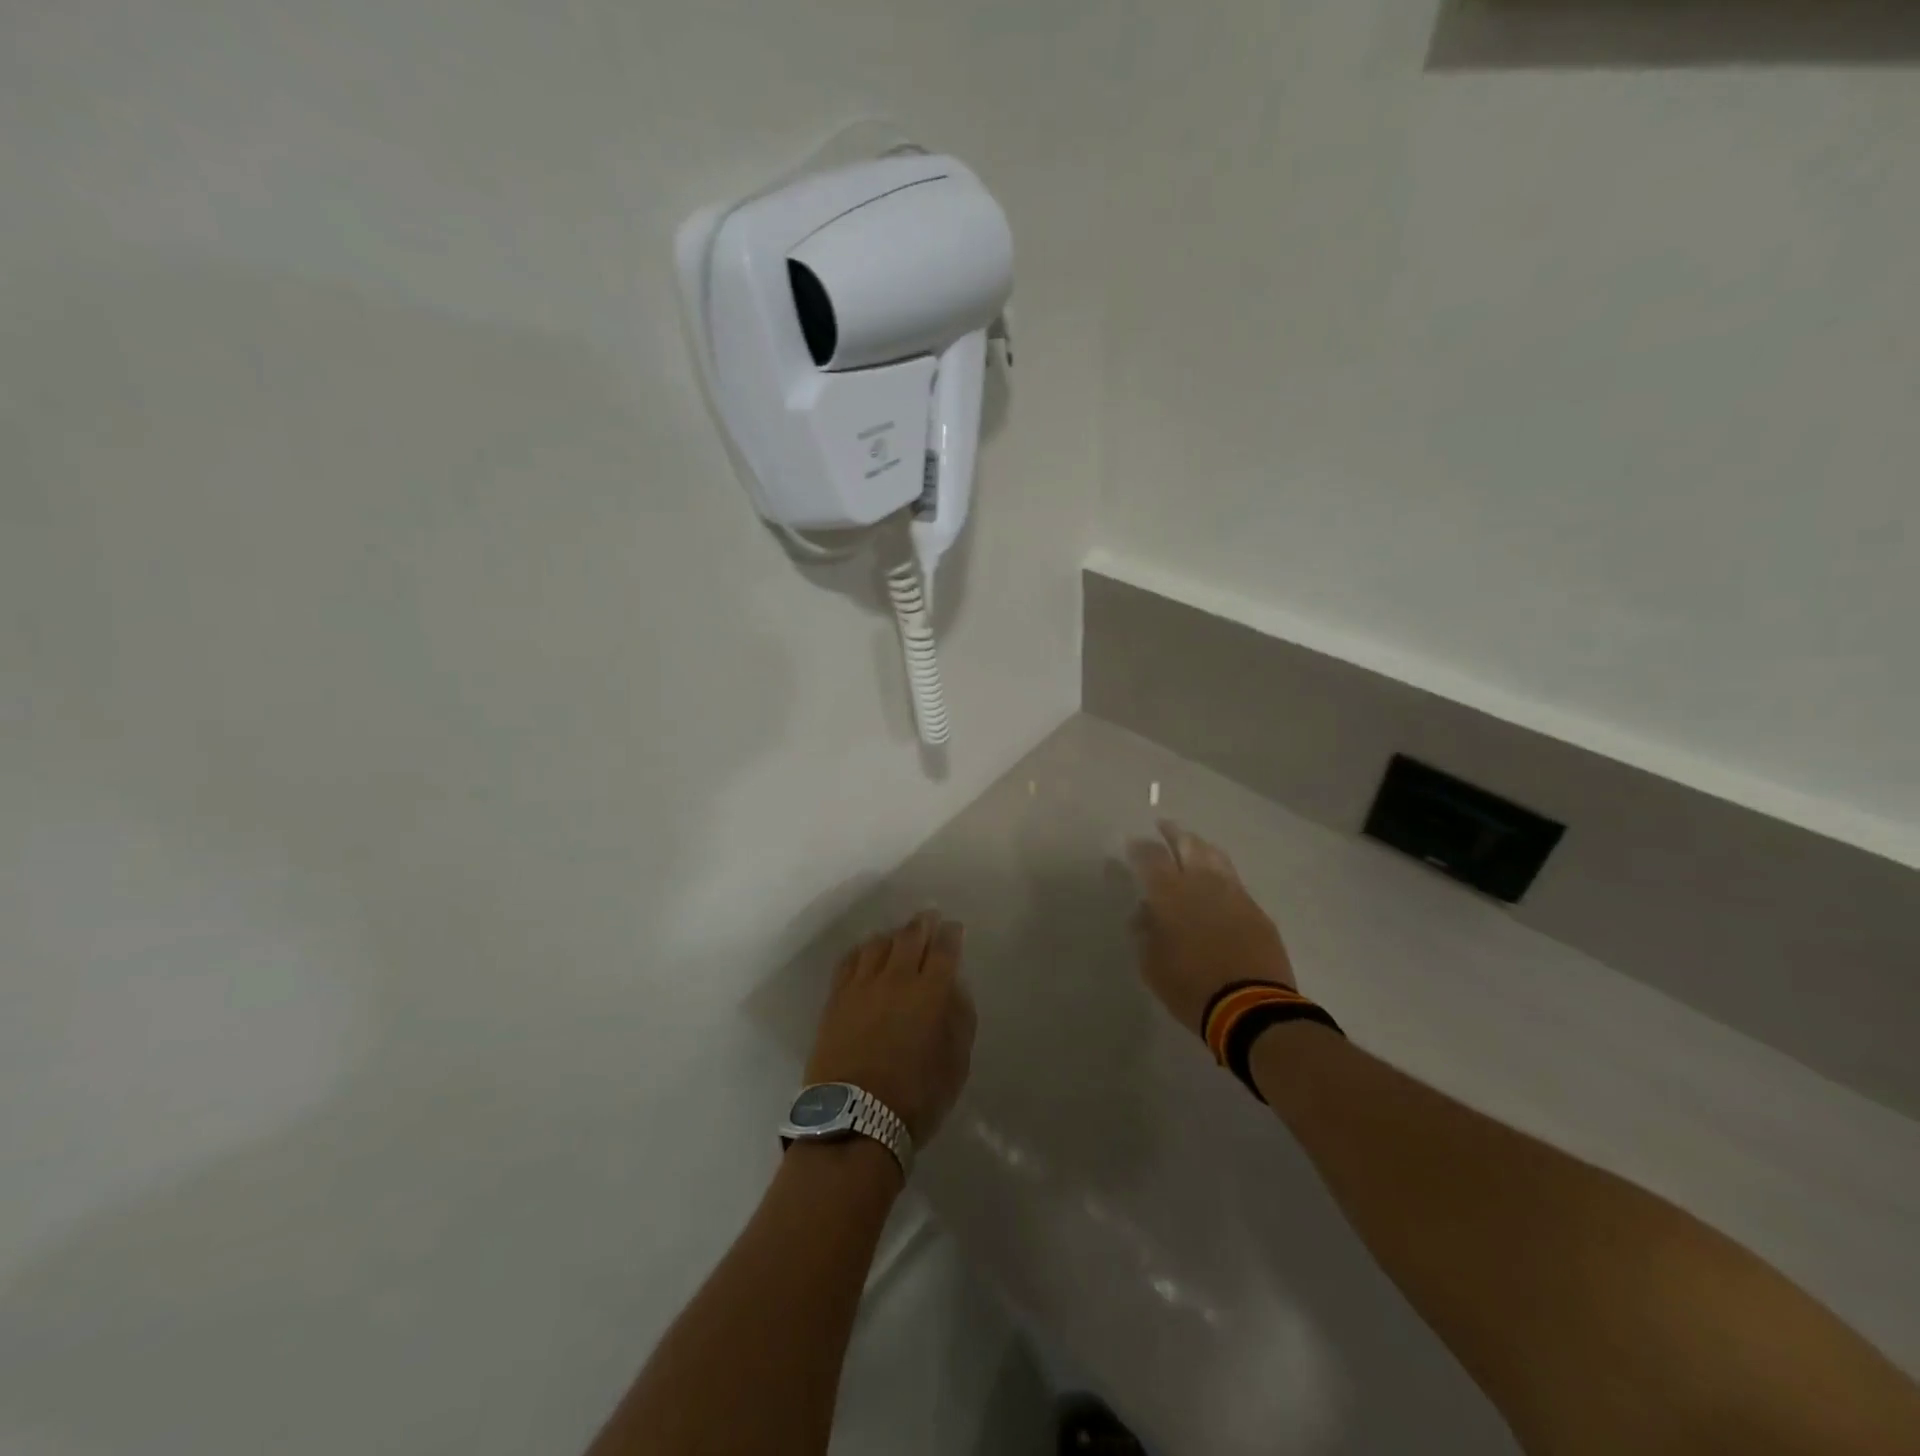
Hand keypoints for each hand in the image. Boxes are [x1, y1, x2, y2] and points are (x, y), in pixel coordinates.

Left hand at [805, 911, 975, 1145]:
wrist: (854, 1120)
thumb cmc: (916, 1098)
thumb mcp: (956, 1065)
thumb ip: (959, 1020)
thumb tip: (954, 990)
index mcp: (931, 993)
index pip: (944, 950)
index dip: (951, 934)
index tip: (954, 927)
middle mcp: (897, 979)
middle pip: (910, 937)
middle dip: (923, 924)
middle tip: (929, 917)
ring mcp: (862, 986)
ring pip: (878, 944)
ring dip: (893, 934)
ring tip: (899, 935)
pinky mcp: (836, 998)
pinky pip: (850, 960)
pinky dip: (863, 950)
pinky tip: (866, 952)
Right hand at [1126, 820, 1295, 1035]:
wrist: (1250, 1008)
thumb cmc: (1189, 987)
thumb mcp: (1151, 964)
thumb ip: (1144, 931)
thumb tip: (1144, 911)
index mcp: (1170, 894)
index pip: (1151, 856)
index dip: (1140, 846)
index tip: (1132, 843)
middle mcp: (1202, 883)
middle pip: (1188, 844)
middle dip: (1173, 833)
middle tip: (1164, 827)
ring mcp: (1234, 893)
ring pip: (1215, 856)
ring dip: (1200, 847)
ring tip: (1192, 847)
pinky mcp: (1256, 910)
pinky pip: (1234, 881)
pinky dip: (1220, 874)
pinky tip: (1216, 883)